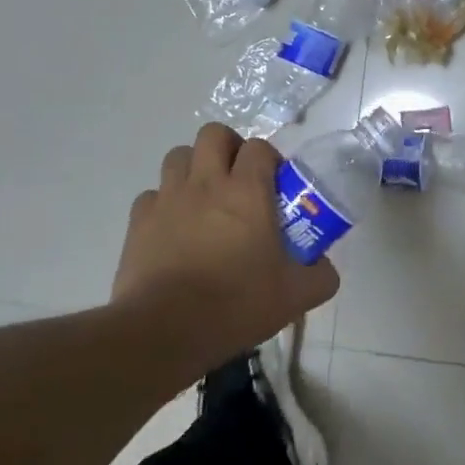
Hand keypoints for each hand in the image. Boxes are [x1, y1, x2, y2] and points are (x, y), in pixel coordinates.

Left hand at [112, 124, 339, 368]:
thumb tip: (325, 268)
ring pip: (178, 156)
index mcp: (247, 191)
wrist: (165, 330)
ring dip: (194, 168)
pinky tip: (175, 228)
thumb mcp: (296, 296)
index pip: (260, 147)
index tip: (276, 185)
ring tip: (205, 198)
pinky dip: (165, 203)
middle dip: (228, 148)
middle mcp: (206, 182)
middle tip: (239, 179)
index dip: (270, 159)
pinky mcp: (139, 221)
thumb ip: (321, 275)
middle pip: (214, 134)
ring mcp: (168, 198)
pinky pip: (152, 195)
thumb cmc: (237, 304)